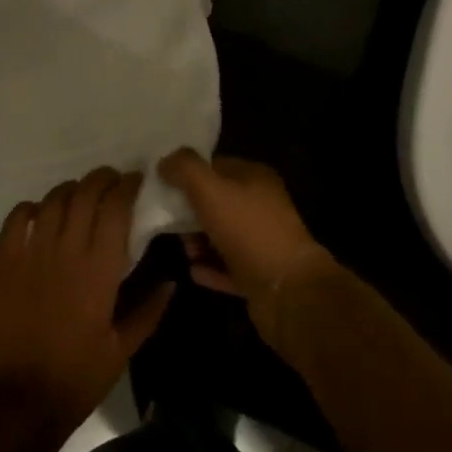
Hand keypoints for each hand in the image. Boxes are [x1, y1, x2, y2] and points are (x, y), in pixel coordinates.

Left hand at [0, 168, 173, 441]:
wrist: (19, 402)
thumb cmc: (77, 377)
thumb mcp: (123, 350)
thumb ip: (149, 311)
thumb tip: (172, 282)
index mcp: (99, 268)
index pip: (116, 207)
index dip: (127, 186)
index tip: (136, 180)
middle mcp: (66, 249)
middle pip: (85, 193)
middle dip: (102, 178)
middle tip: (112, 181)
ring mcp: (32, 253)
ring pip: (54, 199)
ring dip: (71, 190)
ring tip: (80, 194)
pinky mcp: (5, 262)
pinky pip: (17, 218)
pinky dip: (32, 207)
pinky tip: (41, 213)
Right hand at [158, 149, 339, 348]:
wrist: (288, 291)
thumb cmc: (248, 230)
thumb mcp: (210, 190)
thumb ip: (185, 169)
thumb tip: (164, 161)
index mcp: (256, 178)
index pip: (216, 166)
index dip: (189, 173)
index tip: (163, 185)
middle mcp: (262, 205)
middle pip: (217, 201)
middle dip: (191, 211)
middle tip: (168, 221)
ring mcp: (263, 241)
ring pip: (222, 235)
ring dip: (199, 242)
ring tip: (184, 250)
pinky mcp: (260, 275)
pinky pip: (228, 267)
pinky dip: (210, 268)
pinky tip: (193, 271)